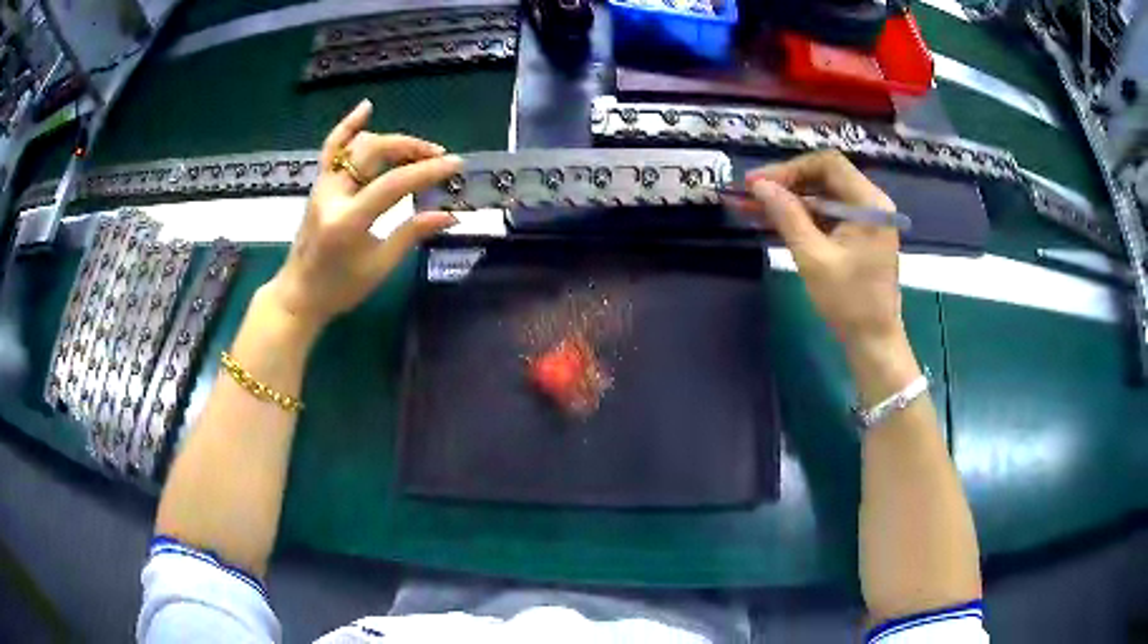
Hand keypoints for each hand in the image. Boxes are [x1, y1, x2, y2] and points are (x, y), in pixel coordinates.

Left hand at [261, 100, 461, 334]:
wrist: (299, 294)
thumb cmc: (340, 288)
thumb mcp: (380, 266)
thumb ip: (412, 233)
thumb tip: (451, 214)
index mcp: (348, 220)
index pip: (393, 184)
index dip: (427, 171)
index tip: (455, 165)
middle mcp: (332, 195)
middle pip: (375, 153)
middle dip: (411, 148)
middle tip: (438, 158)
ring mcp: (323, 186)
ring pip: (358, 146)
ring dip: (391, 141)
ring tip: (418, 149)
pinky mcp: (319, 184)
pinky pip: (332, 148)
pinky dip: (348, 127)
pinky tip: (366, 108)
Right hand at [738, 151, 901, 346]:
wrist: (873, 341)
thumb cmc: (848, 302)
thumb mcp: (813, 257)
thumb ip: (787, 215)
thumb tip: (759, 185)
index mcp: (869, 203)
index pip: (827, 163)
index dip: (790, 168)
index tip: (758, 184)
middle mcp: (871, 202)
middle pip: (824, 176)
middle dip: (786, 183)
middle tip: (750, 194)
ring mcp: (866, 218)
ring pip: (823, 195)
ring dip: (790, 200)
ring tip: (752, 207)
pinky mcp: (859, 234)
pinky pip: (828, 214)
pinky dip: (802, 216)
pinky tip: (773, 219)